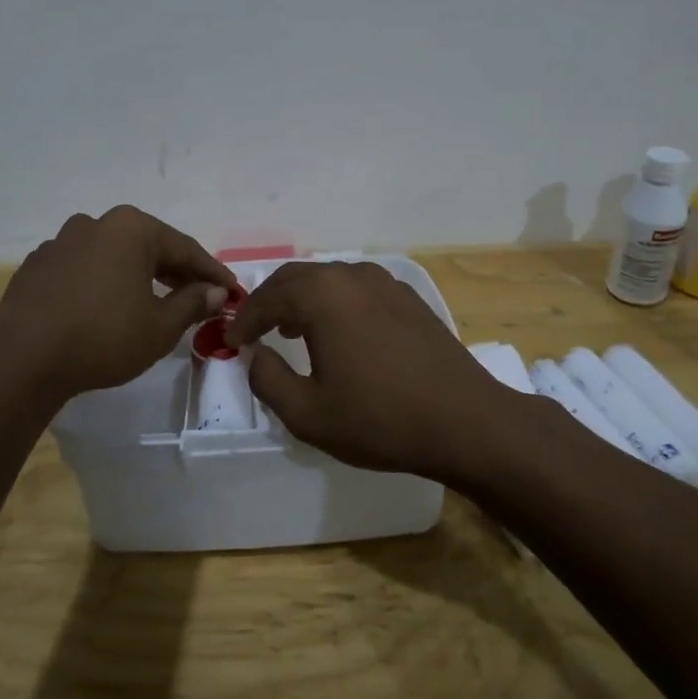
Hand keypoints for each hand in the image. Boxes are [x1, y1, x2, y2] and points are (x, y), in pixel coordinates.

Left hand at [0, 206, 237, 398]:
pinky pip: (83, 269)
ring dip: (137, 275)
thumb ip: (193, 303)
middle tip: (199, 298)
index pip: (185, 249)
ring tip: (152, 302)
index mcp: (131, 229)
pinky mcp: (38, 265)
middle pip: (148, 247)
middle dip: (176, 273)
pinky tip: (106, 308)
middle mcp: (96, 224)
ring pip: (113, 256)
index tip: (232, 292)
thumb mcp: (160, 326)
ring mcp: (61, 241)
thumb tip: (216, 292)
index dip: (212, 273)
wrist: (24, 357)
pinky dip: (102, 283)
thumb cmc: (104, 337)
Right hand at [224, 260, 517, 478]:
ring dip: (302, 299)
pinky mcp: (409, 298)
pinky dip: (335, 303)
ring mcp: (385, 283)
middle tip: (254, 330)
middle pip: (296, 278)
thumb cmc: (380, 419)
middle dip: (269, 302)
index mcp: (322, 296)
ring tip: (291, 330)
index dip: (244, 320)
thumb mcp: (307, 413)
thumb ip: (267, 378)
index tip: (231, 342)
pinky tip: (339, 332)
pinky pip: (357, 289)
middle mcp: (351, 276)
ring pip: (328, 280)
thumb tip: (255, 354)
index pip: (267, 298)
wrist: (466, 422)